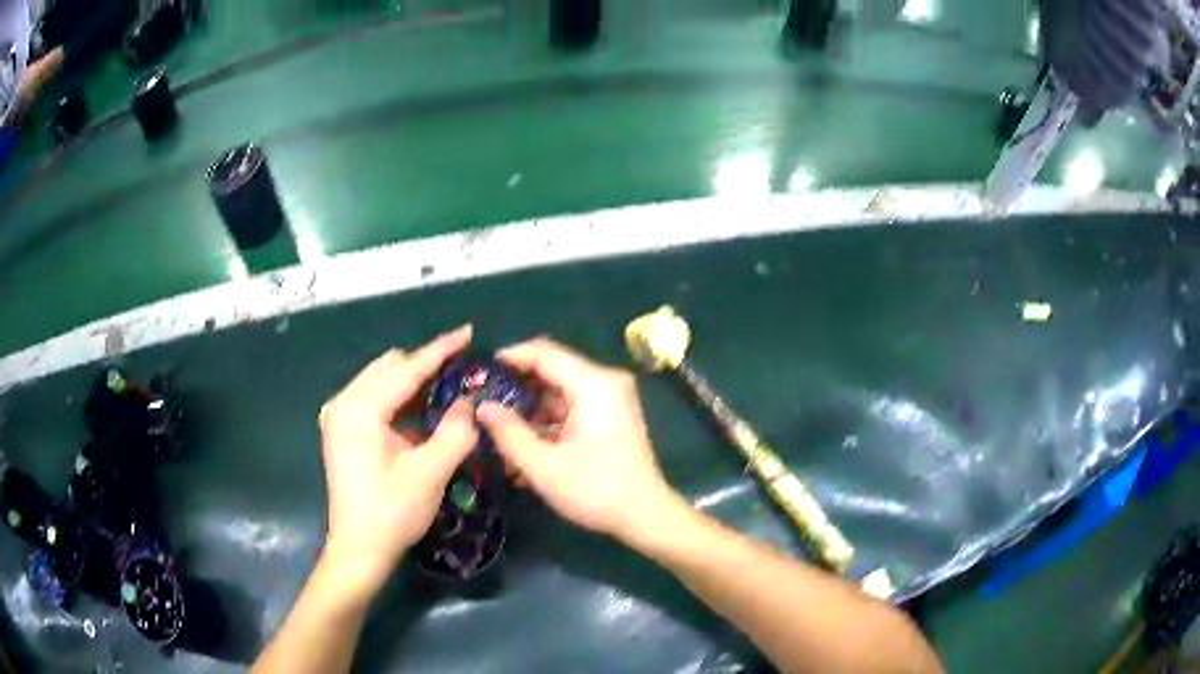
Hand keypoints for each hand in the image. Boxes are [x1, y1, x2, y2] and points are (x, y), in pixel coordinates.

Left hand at [317, 326, 477, 599]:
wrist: (358, 548)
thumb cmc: (393, 512)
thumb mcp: (430, 473)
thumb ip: (455, 431)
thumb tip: (468, 402)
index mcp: (360, 409)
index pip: (406, 369)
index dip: (440, 350)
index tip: (468, 332)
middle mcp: (343, 403)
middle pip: (390, 367)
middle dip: (425, 366)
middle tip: (461, 374)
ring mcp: (338, 415)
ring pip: (381, 380)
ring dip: (412, 383)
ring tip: (446, 392)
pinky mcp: (341, 429)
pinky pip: (374, 398)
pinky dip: (399, 399)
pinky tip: (420, 414)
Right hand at [477, 337, 677, 538]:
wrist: (644, 515)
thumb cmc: (596, 489)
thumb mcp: (544, 466)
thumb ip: (509, 433)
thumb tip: (482, 407)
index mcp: (594, 384)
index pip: (544, 352)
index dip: (510, 357)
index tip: (481, 372)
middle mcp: (605, 382)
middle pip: (551, 370)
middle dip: (517, 388)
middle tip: (484, 404)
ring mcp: (610, 398)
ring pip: (558, 391)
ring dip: (531, 410)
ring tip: (500, 431)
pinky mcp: (610, 415)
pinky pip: (571, 406)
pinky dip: (548, 421)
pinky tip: (526, 444)